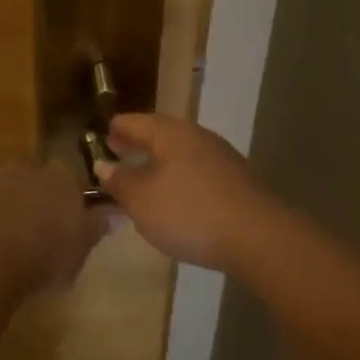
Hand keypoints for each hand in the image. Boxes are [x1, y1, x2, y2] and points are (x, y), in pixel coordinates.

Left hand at [0, 162, 107, 296]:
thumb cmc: (45, 255)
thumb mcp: (80, 249)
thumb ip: (95, 228)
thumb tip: (114, 214)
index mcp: (60, 179)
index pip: (68, 172)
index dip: (65, 190)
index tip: (66, 211)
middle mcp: (23, 169)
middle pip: (29, 170)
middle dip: (28, 187)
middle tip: (30, 218)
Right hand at [94, 114, 282, 272]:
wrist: (260, 238)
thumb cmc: (190, 213)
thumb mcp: (142, 201)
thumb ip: (120, 181)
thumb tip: (103, 164)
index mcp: (170, 133)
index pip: (133, 122)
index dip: (114, 130)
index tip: (100, 139)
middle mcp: (196, 137)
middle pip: (160, 133)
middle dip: (138, 144)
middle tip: (118, 155)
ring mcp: (221, 158)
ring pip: (181, 152)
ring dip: (159, 162)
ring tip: (143, 179)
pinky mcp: (236, 181)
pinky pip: (197, 171)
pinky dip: (179, 178)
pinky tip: (176, 198)